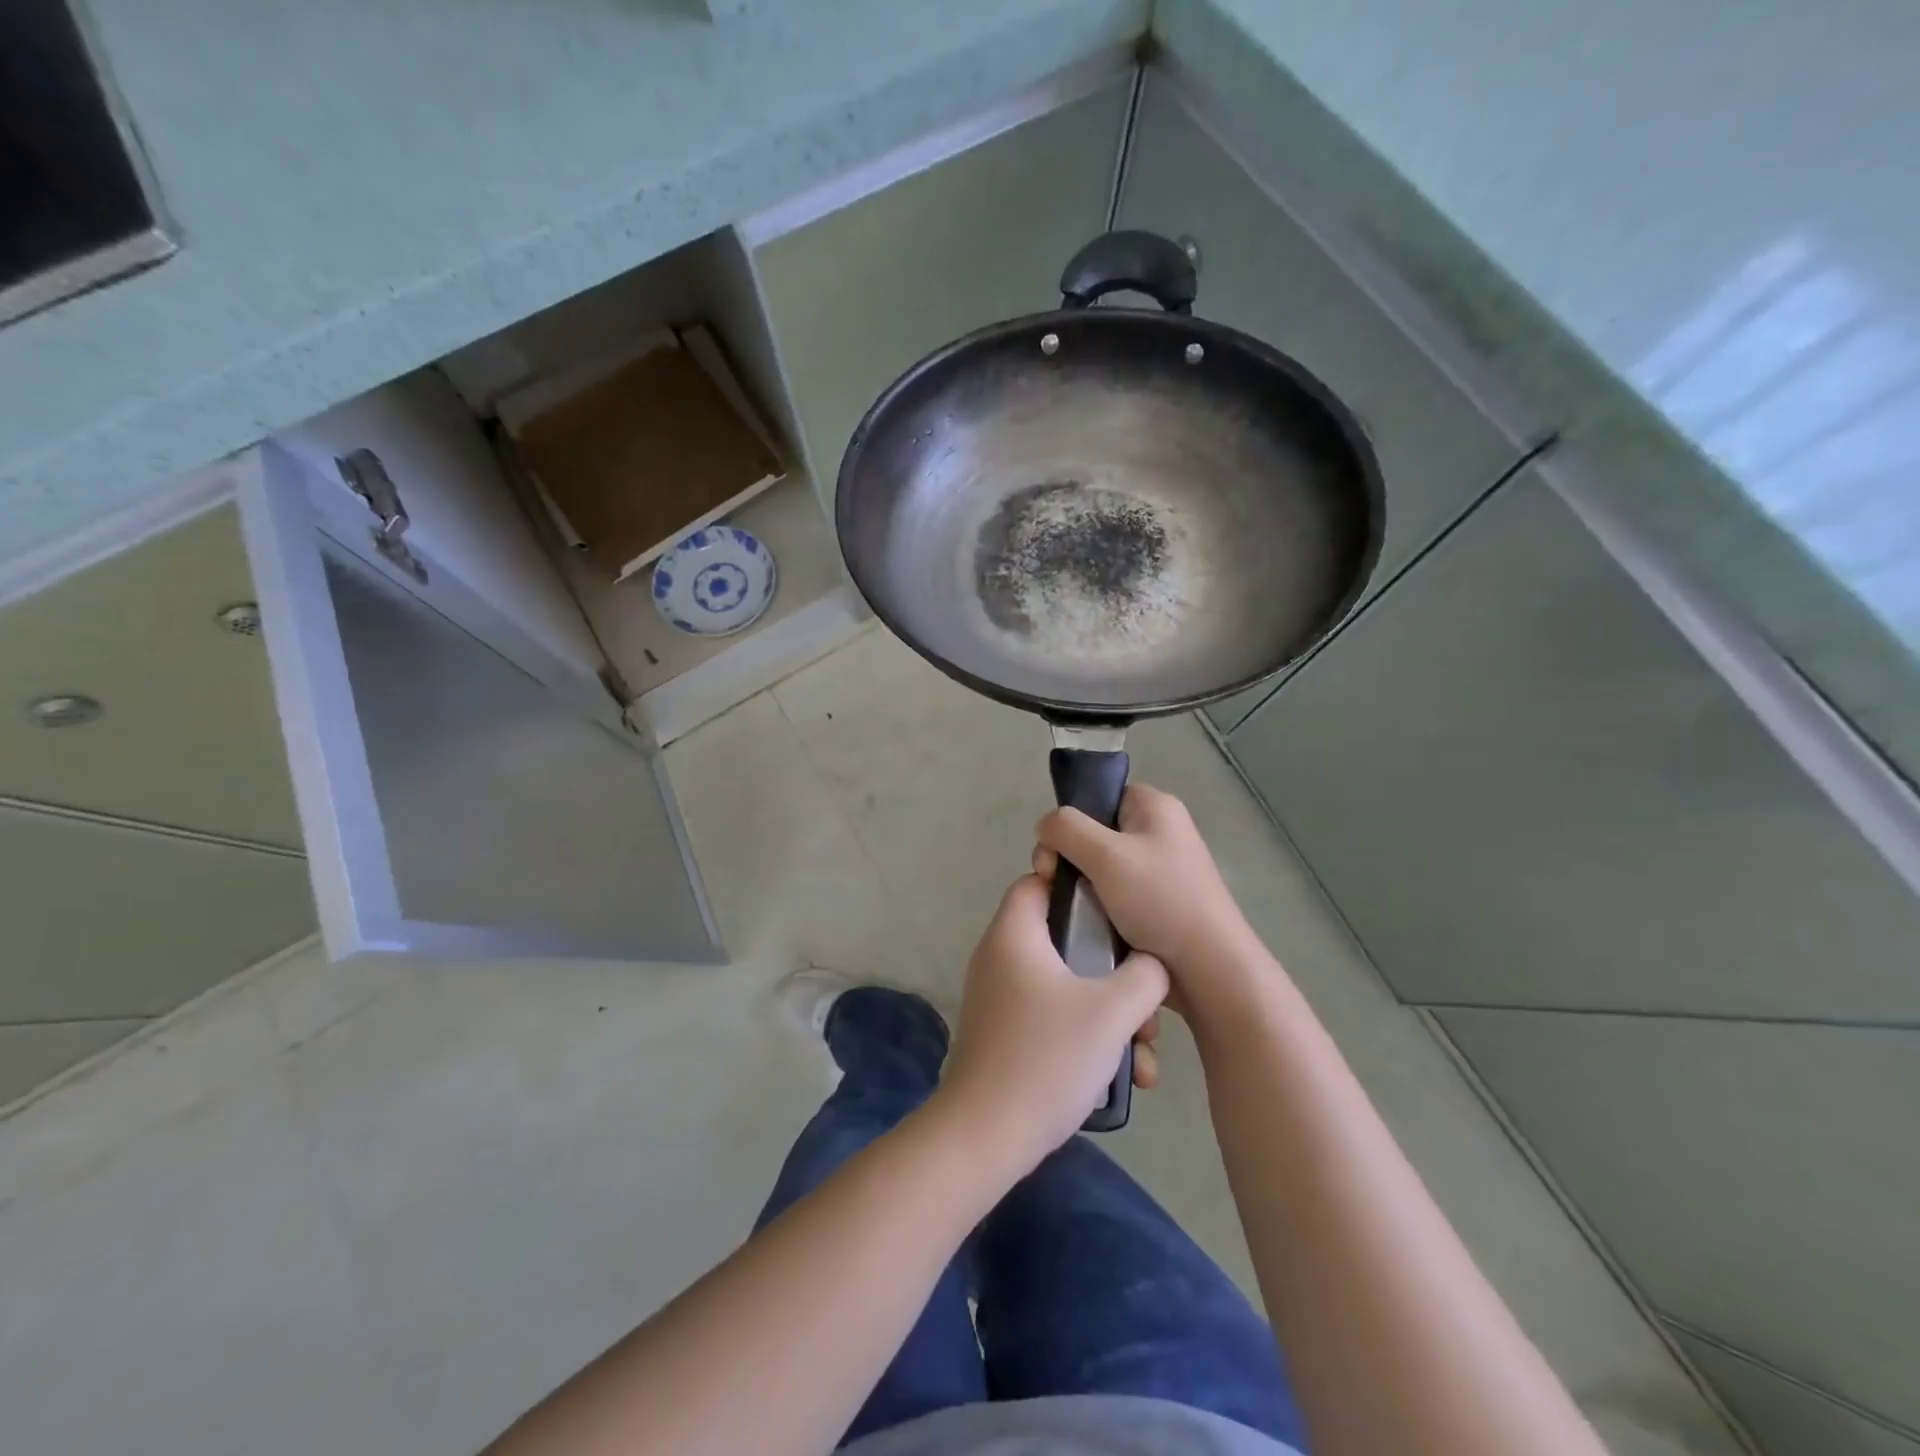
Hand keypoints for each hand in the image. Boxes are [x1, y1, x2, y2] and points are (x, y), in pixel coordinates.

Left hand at [937, 876, 1168, 1168]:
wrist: (988, 1135)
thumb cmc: (1047, 1057)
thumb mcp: (1111, 1011)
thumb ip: (1145, 975)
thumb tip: (1152, 964)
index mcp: (1014, 934)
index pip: (1039, 881)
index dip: (1079, 886)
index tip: (1121, 910)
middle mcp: (1002, 957)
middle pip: (1065, 940)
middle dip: (1115, 971)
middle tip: (1146, 1002)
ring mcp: (1002, 998)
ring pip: (1068, 986)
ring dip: (1110, 1014)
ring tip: (1144, 1054)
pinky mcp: (1008, 1033)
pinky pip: (1055, 1017)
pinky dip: (1088, 1035)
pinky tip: (1125, 1076)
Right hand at [1033, 785, 1260, 1020]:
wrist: (1208, 970)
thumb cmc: (1160, 901)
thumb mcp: (1106, 855)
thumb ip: (1066, 828)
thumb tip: (1045, 826)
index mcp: (1154, 807)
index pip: (1099, 795)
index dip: (1072, 819)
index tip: (1057, 853)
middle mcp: (1159, 831)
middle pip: (1093, 831)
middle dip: (1068, 857)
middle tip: (1054, 884)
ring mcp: (1159, 869)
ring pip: (1099, 867)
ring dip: (1080, 886)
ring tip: (1071, 910)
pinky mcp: (1156, 902)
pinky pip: (1113, 893)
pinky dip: (1096, 906)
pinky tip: (1087, 924)